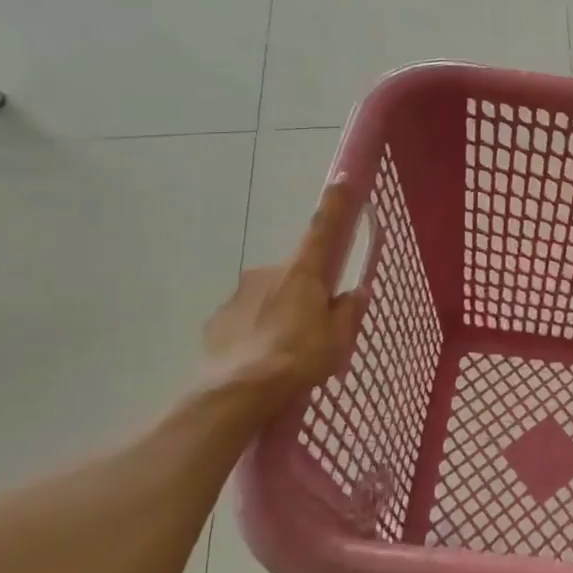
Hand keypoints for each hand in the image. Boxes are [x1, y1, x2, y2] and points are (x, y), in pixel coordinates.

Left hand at [200, 182, 365, 409]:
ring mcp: (239, 295)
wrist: (236, 393)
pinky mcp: (218, 319)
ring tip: (286, 352)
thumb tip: (354, 293)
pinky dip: (256, 331)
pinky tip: (261, 358)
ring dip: (280, 314)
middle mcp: (268, 273)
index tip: (341, 179)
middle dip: (306, 293)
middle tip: (315, 328)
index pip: (323, 230)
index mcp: (302, 273)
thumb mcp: (338, 340)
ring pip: (269, 297)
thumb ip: (348, 312)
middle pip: (296, 274)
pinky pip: (246, 319)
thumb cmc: (297, 359)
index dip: (335, 205)